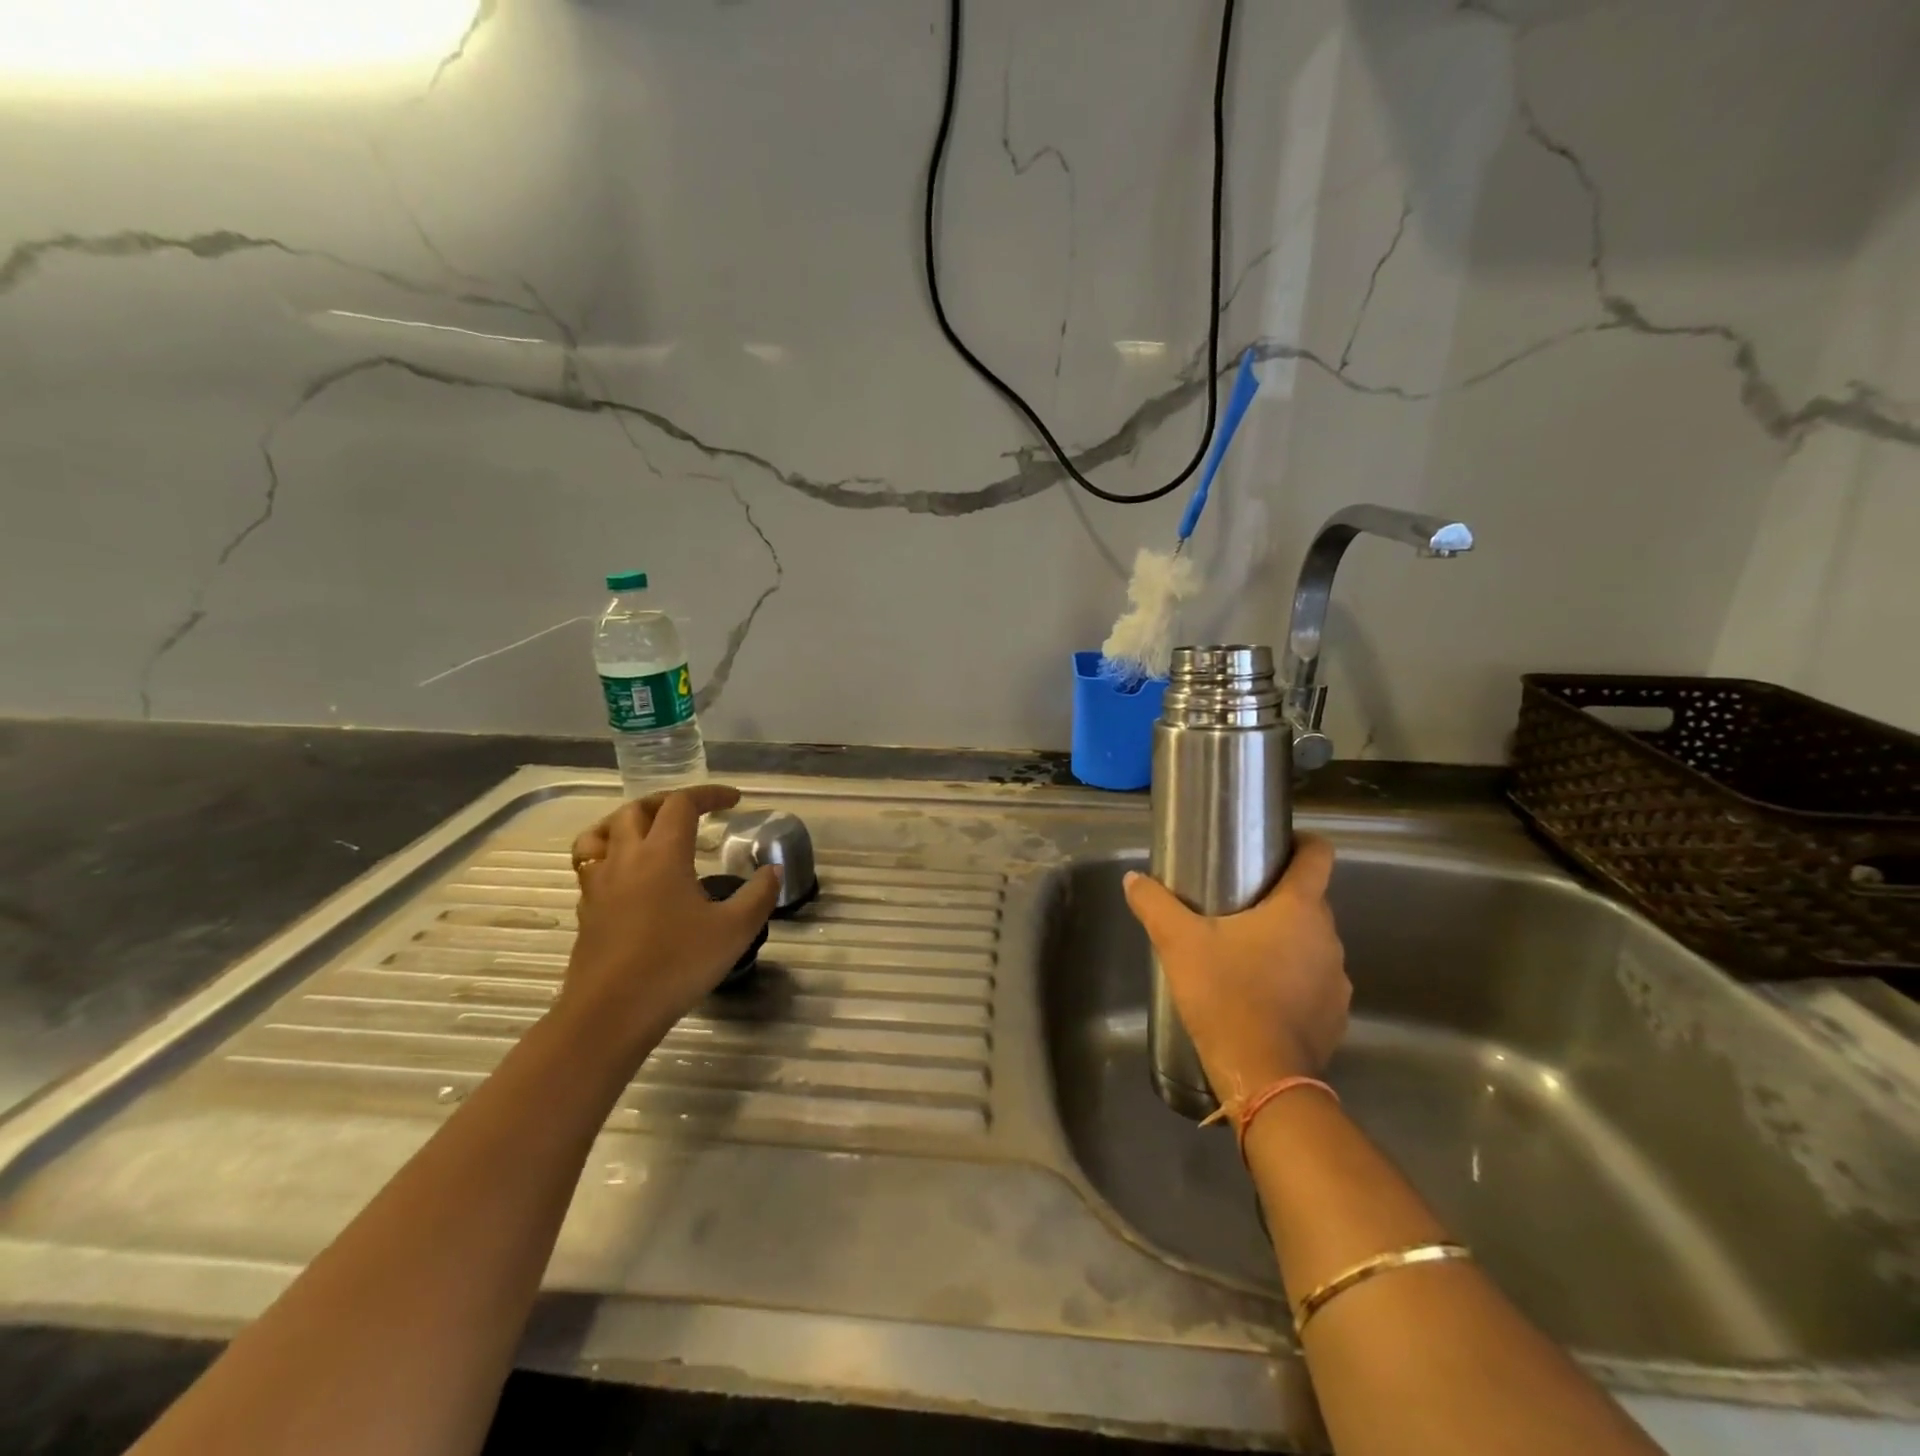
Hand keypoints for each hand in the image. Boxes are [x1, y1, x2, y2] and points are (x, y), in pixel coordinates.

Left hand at [557, 784, 780, 1060]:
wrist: (610, 1014)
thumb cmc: (675, 965)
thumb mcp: (734, 930)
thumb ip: (758, 895)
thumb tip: (773, 870)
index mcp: (662, 854)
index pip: (681, 804)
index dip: (708, 794)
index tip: (734, 800)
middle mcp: (626, 858)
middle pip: (638, 809)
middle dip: (668, 802)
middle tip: (694, 812)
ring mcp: (599, 884)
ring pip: (603, 832)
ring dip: (629, 821)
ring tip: (650, 831)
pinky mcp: (587, 910)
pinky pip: (591, 864)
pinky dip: (611, 854)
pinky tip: (629, 877)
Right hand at [1123, 835, 1349, 1102]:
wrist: (1262, 1076)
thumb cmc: (1225, 994)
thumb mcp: (1179, 942)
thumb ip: (1154, 904)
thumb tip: (1133, 879)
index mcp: (1299, 908)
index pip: (1318, 855)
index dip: (1303, 842)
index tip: (1278, 846)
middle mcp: (1328, 937)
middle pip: (1310, 901)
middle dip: (1279, 899)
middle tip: (1238, 907)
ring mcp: (1337, 980)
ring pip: (1313, 944)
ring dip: (1287, 943)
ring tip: (1245, 955)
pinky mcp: (1336, 1016)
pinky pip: (1315, 982)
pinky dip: (1294, 981)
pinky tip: (1261, 997)